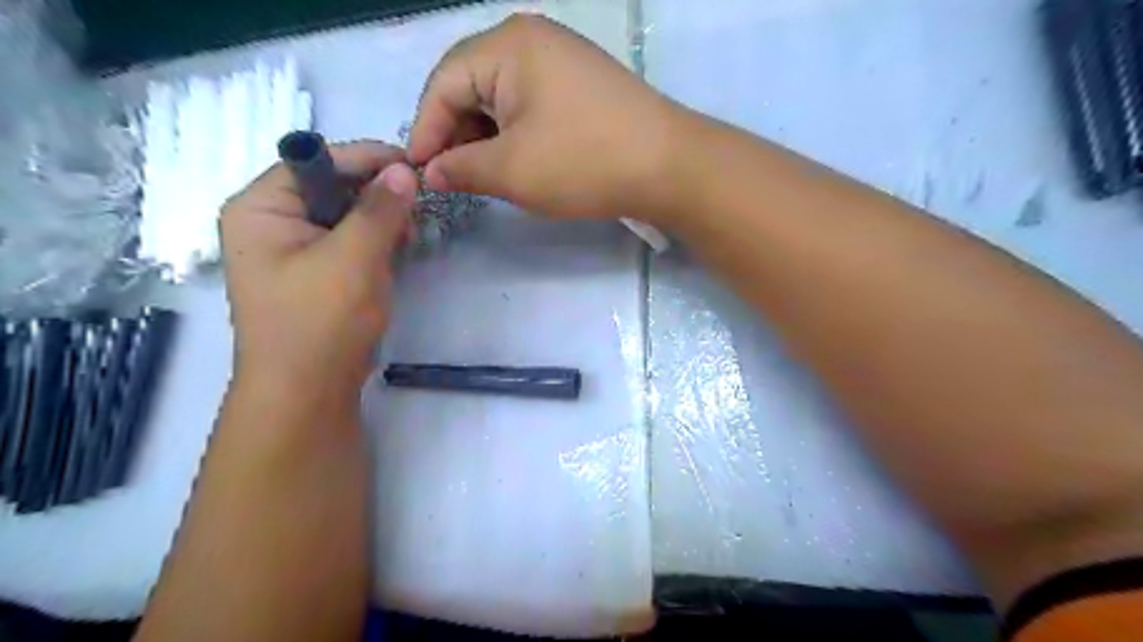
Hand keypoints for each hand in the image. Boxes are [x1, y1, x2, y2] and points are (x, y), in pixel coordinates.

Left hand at [216, 140, 418, 410]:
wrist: (308, 393)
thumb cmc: (321, 321)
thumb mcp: (355, 258)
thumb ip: (380, 210)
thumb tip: (405, 170)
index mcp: (259, 209)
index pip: (314, 161)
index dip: (364, 158)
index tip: (412, 165)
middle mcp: (269, 224)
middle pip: (330, 187)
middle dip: (375, 194)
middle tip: (416, 205)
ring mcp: (291, 252)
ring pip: (344, 216)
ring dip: (379, 220)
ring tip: (410, 234)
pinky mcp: (314, 275)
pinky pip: (347, 243)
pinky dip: (374, 243)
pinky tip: (397, 252)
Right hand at [408, 11, 675, 221]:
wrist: (669, 167)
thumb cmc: (584, 162)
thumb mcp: (511, 171)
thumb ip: (460, 168)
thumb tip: (431, 171)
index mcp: (507, 45)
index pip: (442, 84)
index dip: (425, 131)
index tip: (419, 174)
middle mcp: (531, 39)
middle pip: (470, 85)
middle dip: (456, 134)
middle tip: (453, 178)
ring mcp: (561, 59)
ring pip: (501, 97)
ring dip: (485, 137)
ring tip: (484, 175)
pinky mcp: (580, 83)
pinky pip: (530, 103)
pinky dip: (515, 133)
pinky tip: (517, 161)